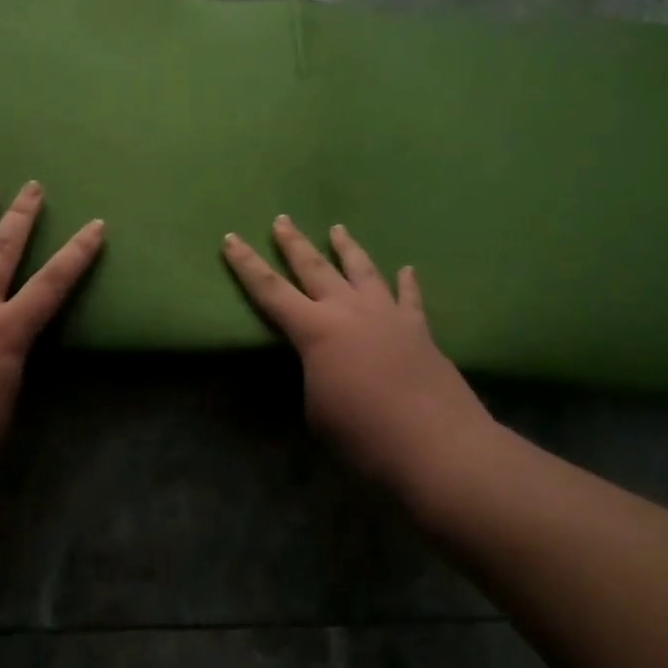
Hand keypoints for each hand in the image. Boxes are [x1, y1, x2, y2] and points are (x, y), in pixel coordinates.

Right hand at [223, 216, 489, 497]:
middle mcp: (348, 311)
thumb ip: (315, 377)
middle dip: (294, 243)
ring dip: (347, 248)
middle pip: (314, 267)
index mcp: (315, 330)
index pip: (270, 290)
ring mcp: (387, 315)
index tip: (230, 238)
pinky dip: (407, 282)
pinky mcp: (419, 330)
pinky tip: (407, 269)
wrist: (437, 447)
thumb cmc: (364, 436)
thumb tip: (326, 367)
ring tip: (337, 228)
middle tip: (282, 220)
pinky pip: (410, 298)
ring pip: (362, 270)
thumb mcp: (317, 411)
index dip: (246, 264)